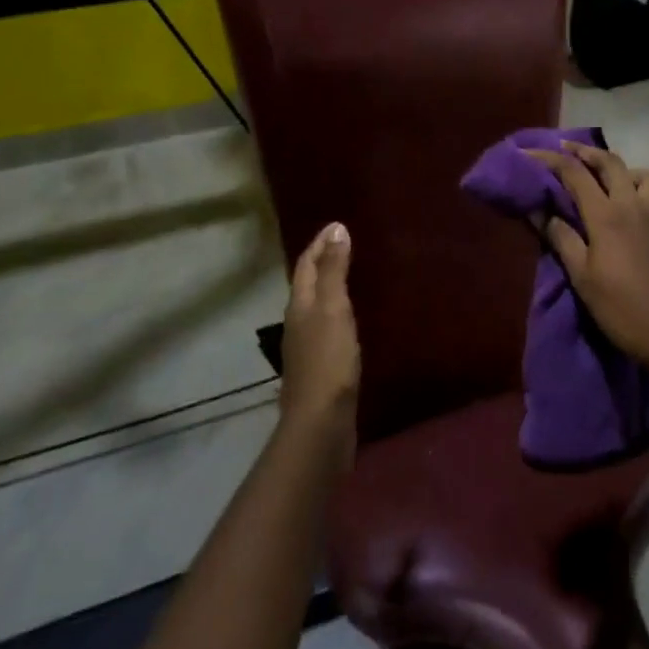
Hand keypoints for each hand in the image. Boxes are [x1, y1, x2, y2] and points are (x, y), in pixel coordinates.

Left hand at [279, 222, 360, 463]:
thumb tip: (336, 229)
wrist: (320, 423)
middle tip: (344, 246)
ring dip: (330, 288)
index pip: (306, 265)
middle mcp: (297, 322)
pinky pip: (326, 328)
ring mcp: (306, 347)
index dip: (319, 244)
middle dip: (323, 263)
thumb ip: (335, 270)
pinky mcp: (319, 368)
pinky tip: (350, 321)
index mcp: (299, 305)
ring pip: (315, 307)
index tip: (336, 225)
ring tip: (350, 278)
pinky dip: (337, 314)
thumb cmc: (328, 360)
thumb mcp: (334, 308)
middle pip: (307, 284)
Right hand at [525, 142, 648, 376]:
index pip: (575, 174)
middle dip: (584, 151)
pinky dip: (635, 187)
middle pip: (610, 162)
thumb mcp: (582, 277)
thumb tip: (539, 210)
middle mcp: (633, 206)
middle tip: (563, 150)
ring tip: (602, 179)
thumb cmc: (622, 309)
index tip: (528, 154)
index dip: (550, 160)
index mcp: (607, 215)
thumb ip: (562, 238)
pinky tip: (624, 207)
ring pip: (640, 173)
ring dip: (619, 167)